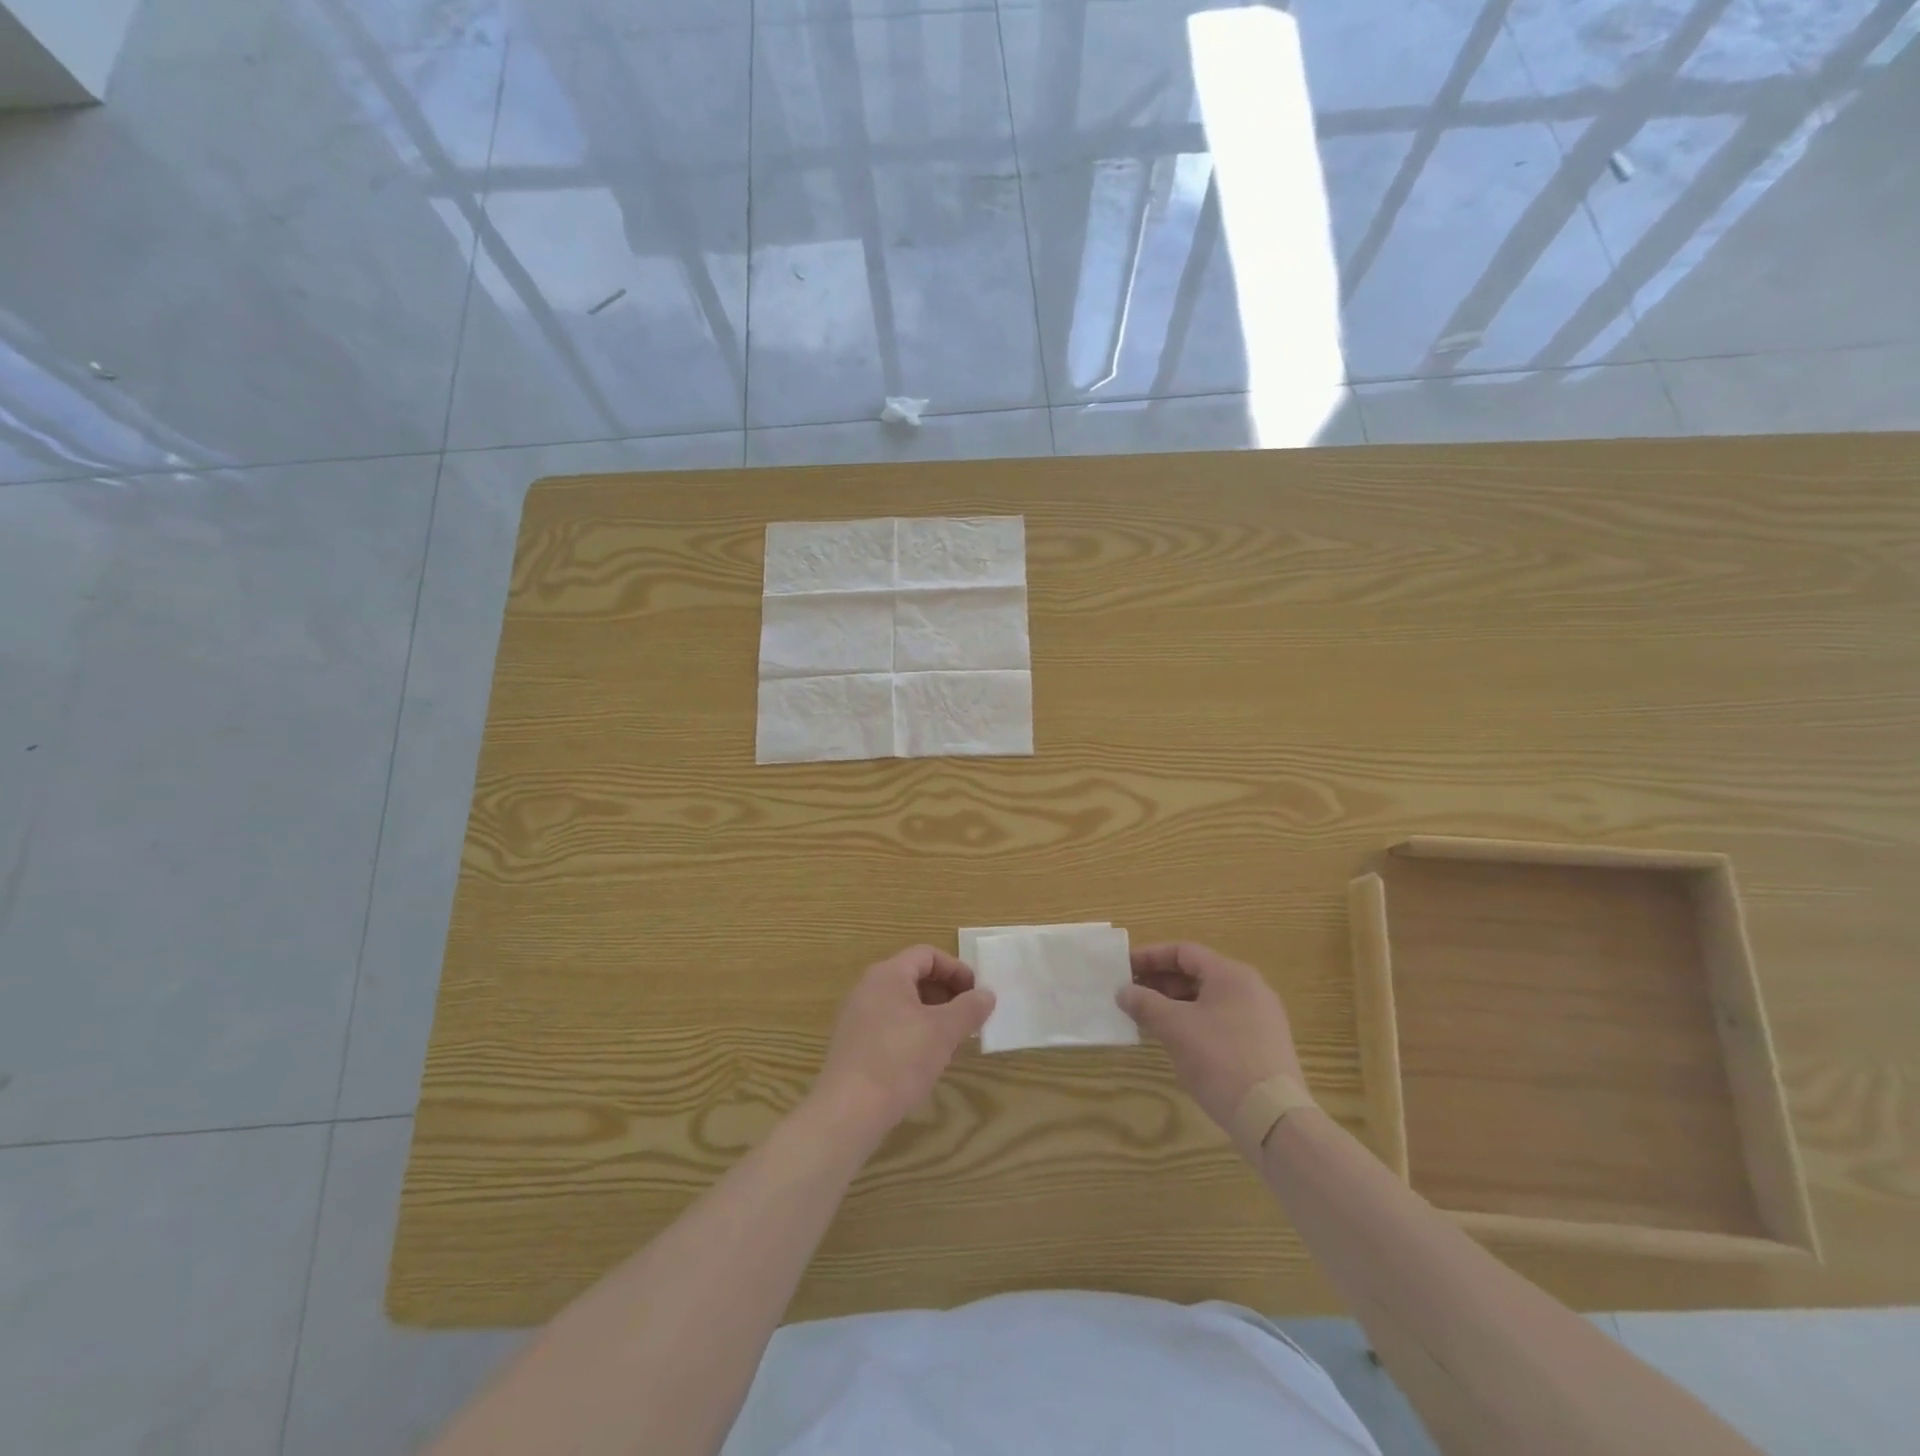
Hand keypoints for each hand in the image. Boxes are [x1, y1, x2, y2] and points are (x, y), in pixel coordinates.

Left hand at [812, 946, 995, 1135]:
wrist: (848, 1111)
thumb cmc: (900, 1060)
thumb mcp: (944, 1032)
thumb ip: (969, 1008)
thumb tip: (986, 994)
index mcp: (888, 974)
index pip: (927, 955)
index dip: (956, 969)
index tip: (976, 994)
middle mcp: (868, 987)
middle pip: (914, 976)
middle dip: (946, 993)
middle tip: (968, 1017)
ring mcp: (857, 1016)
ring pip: (903, 1002)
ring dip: (932, 1014)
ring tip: (952, 1039)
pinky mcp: (853, 1043)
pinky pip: (890, 1023)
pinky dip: (913, 1030)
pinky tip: (925, 1059)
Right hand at [1117, 942, 1304, 1130]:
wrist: (1273, 1118)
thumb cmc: (1220, 1060)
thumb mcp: (1175, 1028)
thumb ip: (1145, 1003)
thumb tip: (1123, 992)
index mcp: (1231, 974)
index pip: (1183, 951)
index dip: (1150, 957)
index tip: (1124, 969)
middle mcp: (1250, 988)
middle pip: (1197, 973)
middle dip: (1160, 982)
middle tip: (1131, 995)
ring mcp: (1261, 1017)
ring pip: (1208, 998)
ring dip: (1175, 1003)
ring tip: (1148, 1019)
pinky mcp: (1263, 1043)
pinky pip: (1221, 1019)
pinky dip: (1195, 1021)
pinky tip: (1177, 1040)